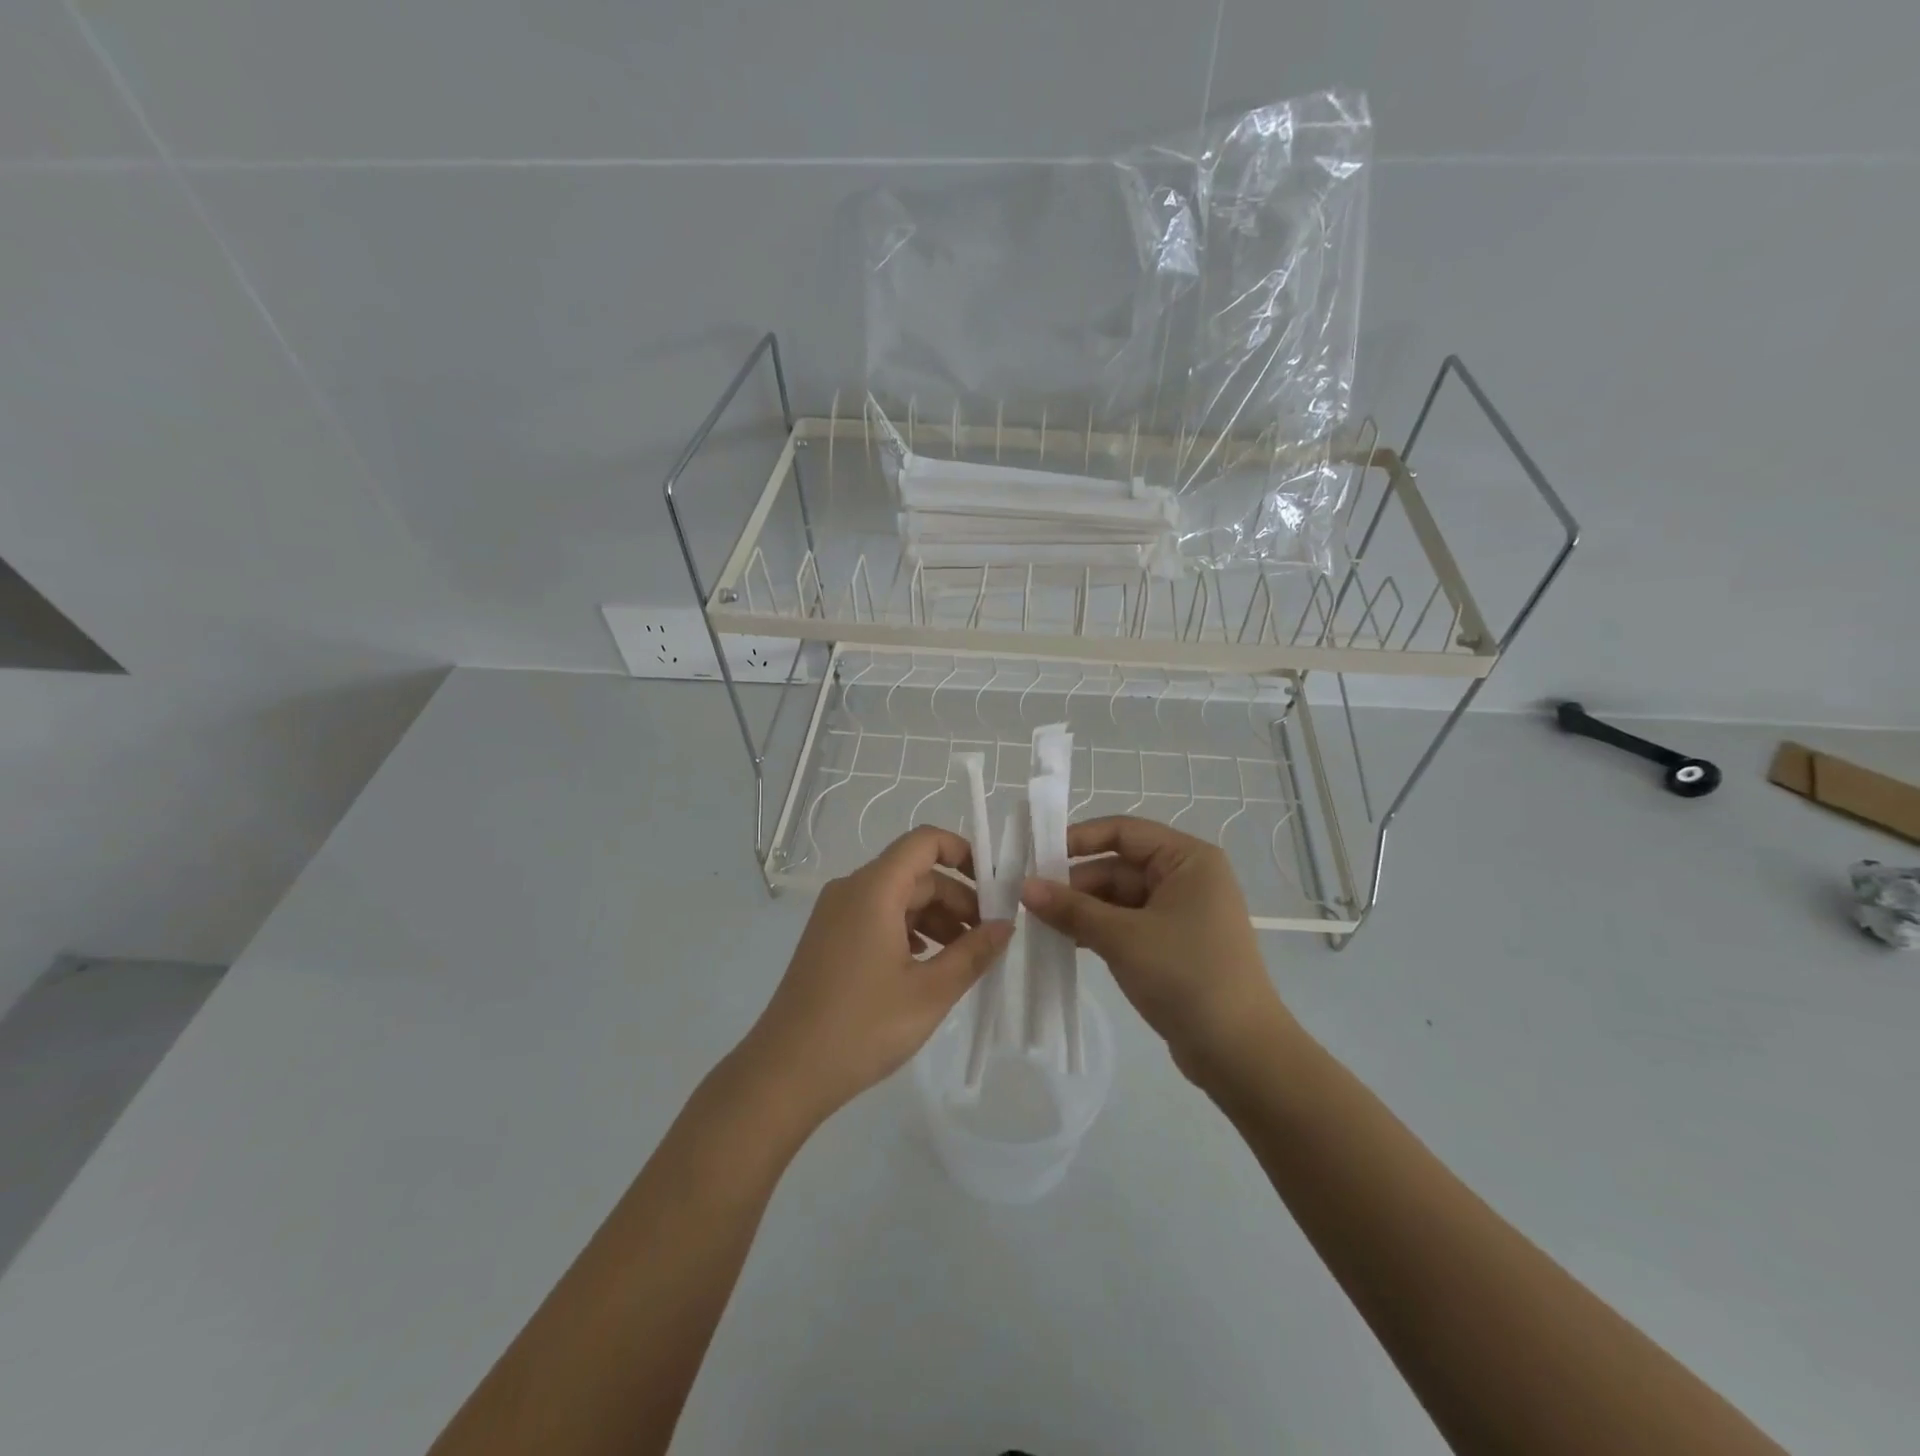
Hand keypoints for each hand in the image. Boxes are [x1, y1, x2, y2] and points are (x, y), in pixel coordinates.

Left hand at [742, 826, 1012, 1124]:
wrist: (785, 1072)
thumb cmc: (863, 1026)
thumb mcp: (930, 991)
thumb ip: (973, 952)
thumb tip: (1006, 925)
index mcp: (874, 889)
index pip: (924, 841)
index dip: (963, 852)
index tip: (994, 886)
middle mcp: (851, 890)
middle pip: (914, 873)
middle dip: (956, 897)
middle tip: (988, 936)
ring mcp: (835, 915)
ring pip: (897, 897)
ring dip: (935, 917)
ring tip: (963, 956)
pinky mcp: (829, 939)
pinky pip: (877, 917)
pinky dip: (908, 930)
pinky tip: (926, 965)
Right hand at [1021, 816, 1292, 1081]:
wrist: (1240, 1053)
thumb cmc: (1186, 976)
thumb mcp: (1122, 937)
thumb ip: (1071, 908)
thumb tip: (1025, 887)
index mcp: (1187, 859)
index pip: (1123, 832)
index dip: (1079, 839)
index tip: (1037, 856)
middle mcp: (1186, 878)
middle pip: (1119, 866)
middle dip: (1075, 883)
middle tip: (1028, 899)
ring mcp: (1181, 914)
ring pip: (1119, 898)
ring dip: (1082, 909)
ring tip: (1038, 922)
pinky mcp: (1173, 946)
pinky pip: (1127, 925)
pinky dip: (1098, 930)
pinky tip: (1065, 941)